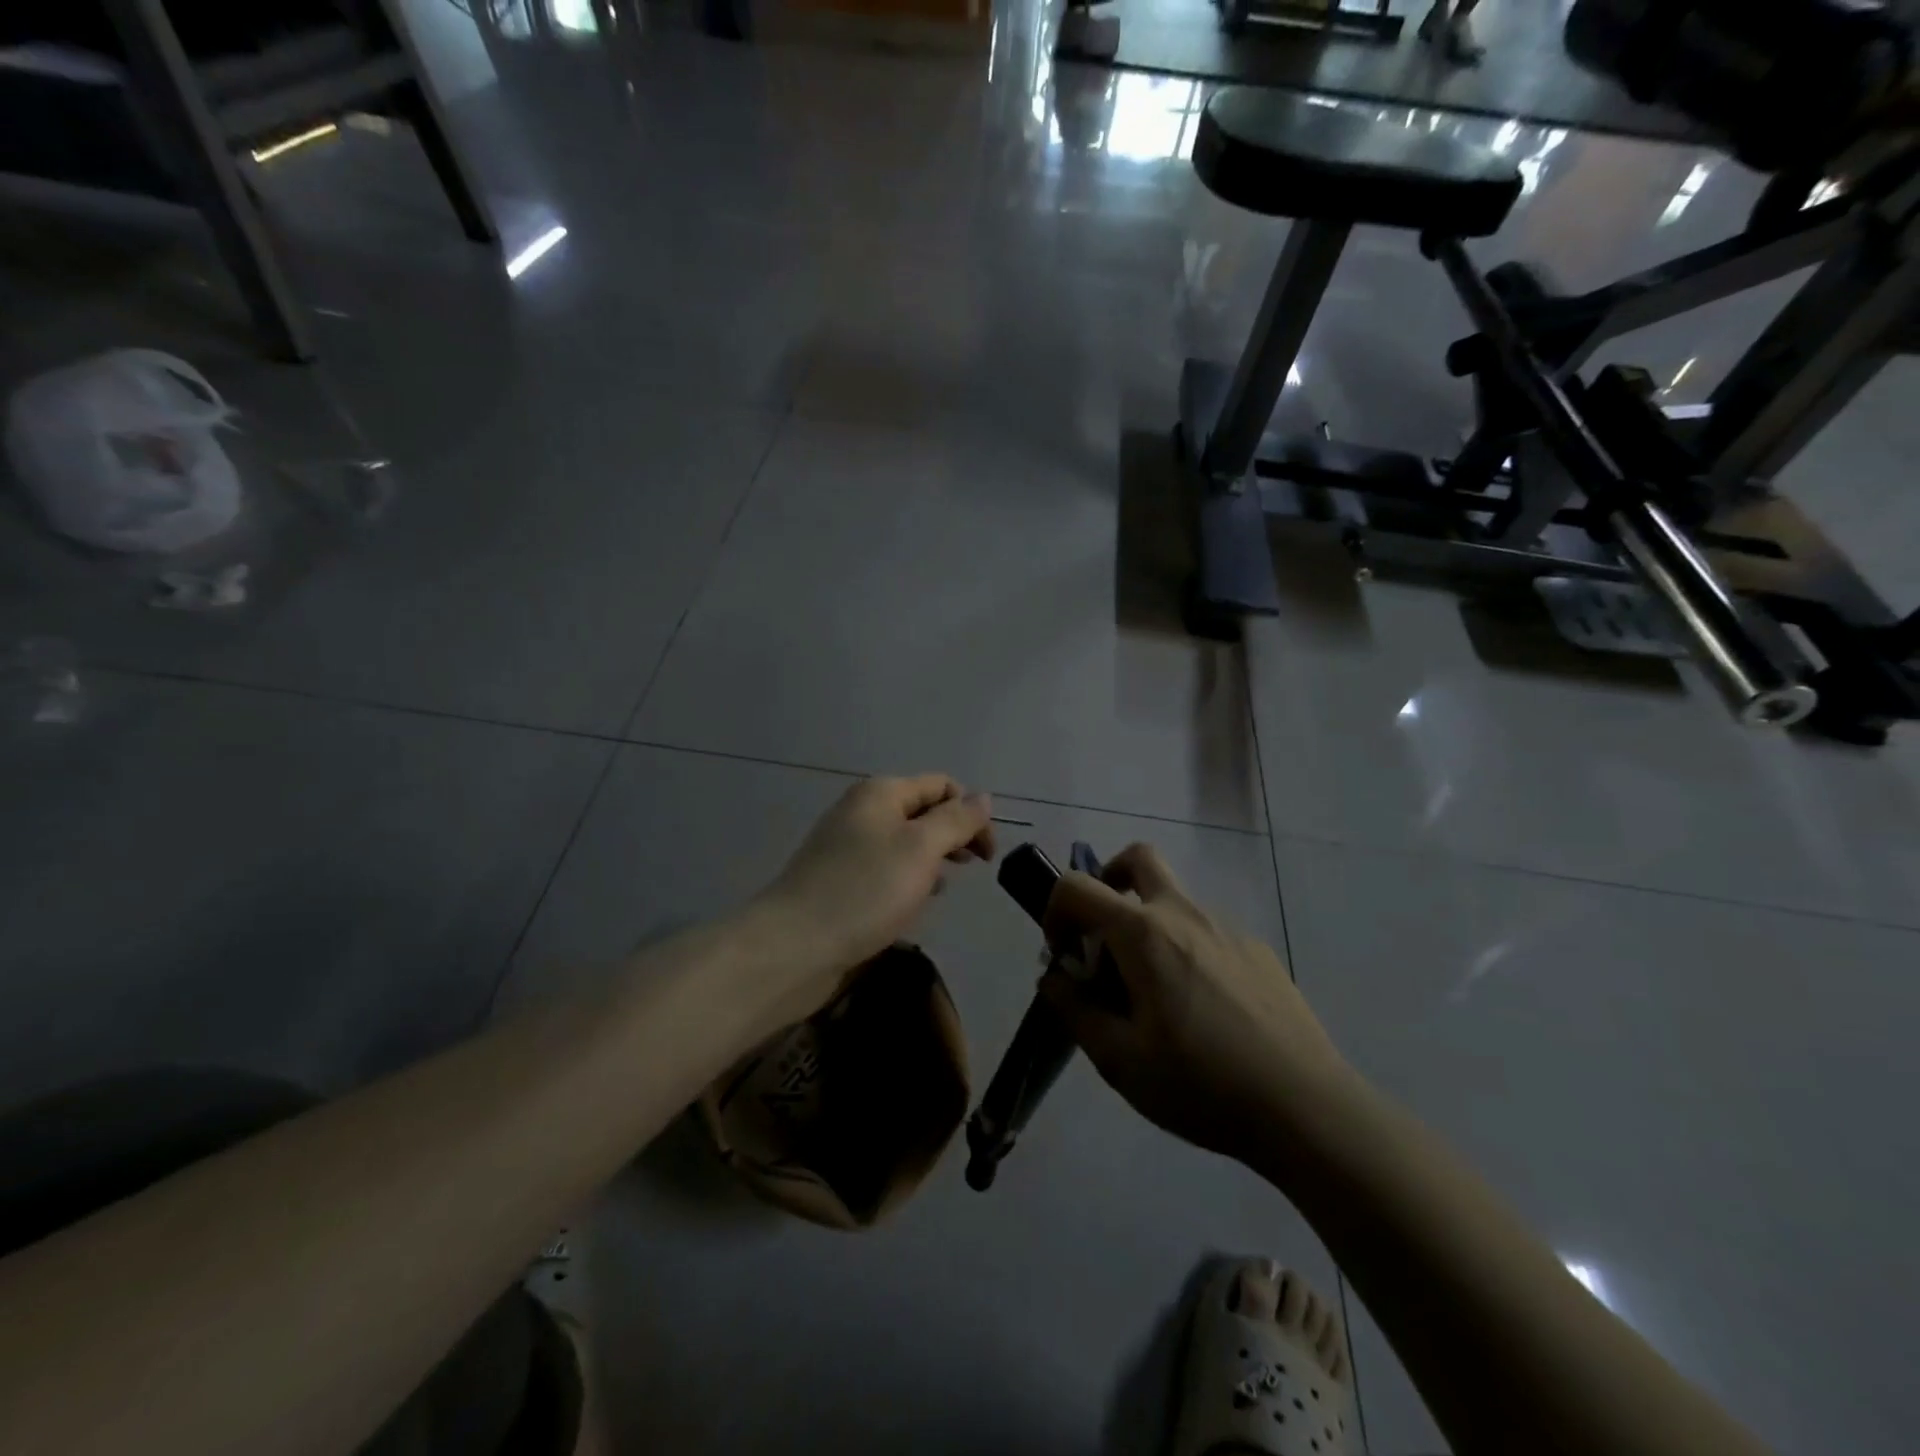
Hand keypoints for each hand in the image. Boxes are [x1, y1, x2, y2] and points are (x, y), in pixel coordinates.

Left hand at [756, 774, 995, 993]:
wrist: (793, 946)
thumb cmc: (865, 891)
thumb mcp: (921, 849)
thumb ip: (956, 820)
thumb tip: (983, 798)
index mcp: (881, 793)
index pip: (941, 785)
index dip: (970, 812)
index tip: (987, 855)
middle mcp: (862, 812)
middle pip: (922, 812)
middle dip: (953, 836)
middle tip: (973, 868)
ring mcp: (847, 847)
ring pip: (905, 844)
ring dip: (931, 862)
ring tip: (940, 890)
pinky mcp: (839, 881)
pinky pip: (885, 871)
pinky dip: (906, 882)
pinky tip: (911, 905)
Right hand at [1040, 844, 1348, 1161]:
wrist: (1306, 1108)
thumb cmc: (1202, 1084)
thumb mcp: (1119, 1060)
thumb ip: (1075, 1010)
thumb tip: (1054, 978)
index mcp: (1143, 933)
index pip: (1078, 887)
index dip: (1055, 911)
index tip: (1063, 954)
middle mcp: (1184, 913)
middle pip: (1138, 859)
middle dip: (1108, 880)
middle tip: (1104, 934)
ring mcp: (1227, 928)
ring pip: (1174, 900)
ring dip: (1148, 925)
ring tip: (1155, 995)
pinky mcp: (1258, 950)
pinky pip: (1207, 932)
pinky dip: (1186, 949)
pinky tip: (1203, 1010)